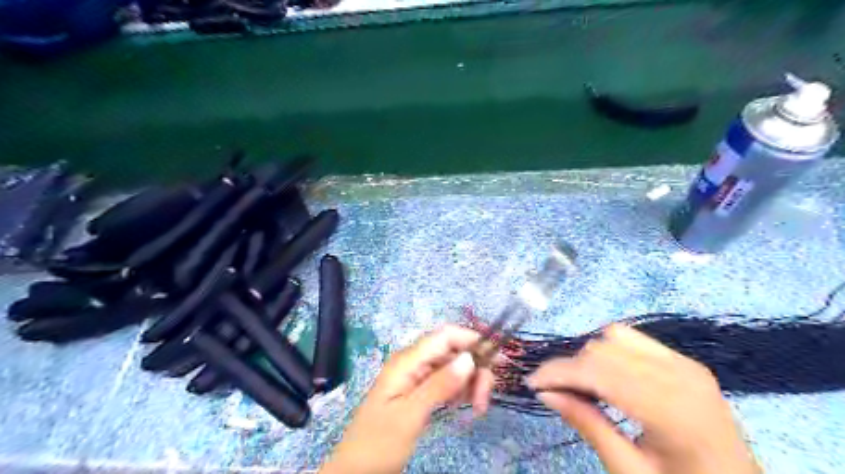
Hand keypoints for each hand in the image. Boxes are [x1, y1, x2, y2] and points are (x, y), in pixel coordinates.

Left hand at [323, 326, 495, 473]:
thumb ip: (440, 384)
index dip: (471, 340)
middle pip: (452, 352)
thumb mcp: (411, 414)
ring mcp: (416, 377)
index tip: (496, 359)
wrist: (356, 470)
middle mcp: (413, 363)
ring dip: (470, 382)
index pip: (444, 336)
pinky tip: (466, 407)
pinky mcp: (419, 392)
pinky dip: (460, 392)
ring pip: (452, 368)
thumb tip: (469, 358)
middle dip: (474, 368)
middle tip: (485, 398)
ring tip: (478, 408)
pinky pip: (446, 383)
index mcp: (407, 361)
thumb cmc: (380, 441)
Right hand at [526, 325, 758, 473]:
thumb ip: (588, 425)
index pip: (598, 372)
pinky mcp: (685, 361)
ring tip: (581, 385)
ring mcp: (686, 363)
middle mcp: (680, 374)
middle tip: (554, 391)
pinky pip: (634, 339)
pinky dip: (610, 351)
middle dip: (570, 367)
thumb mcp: (630, 471)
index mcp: (672, 410)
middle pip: (603, 350)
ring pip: (614, 337)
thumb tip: (545, 393)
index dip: (559, 373)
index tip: (532, 383)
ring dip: (589, 357)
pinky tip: (607, 375)